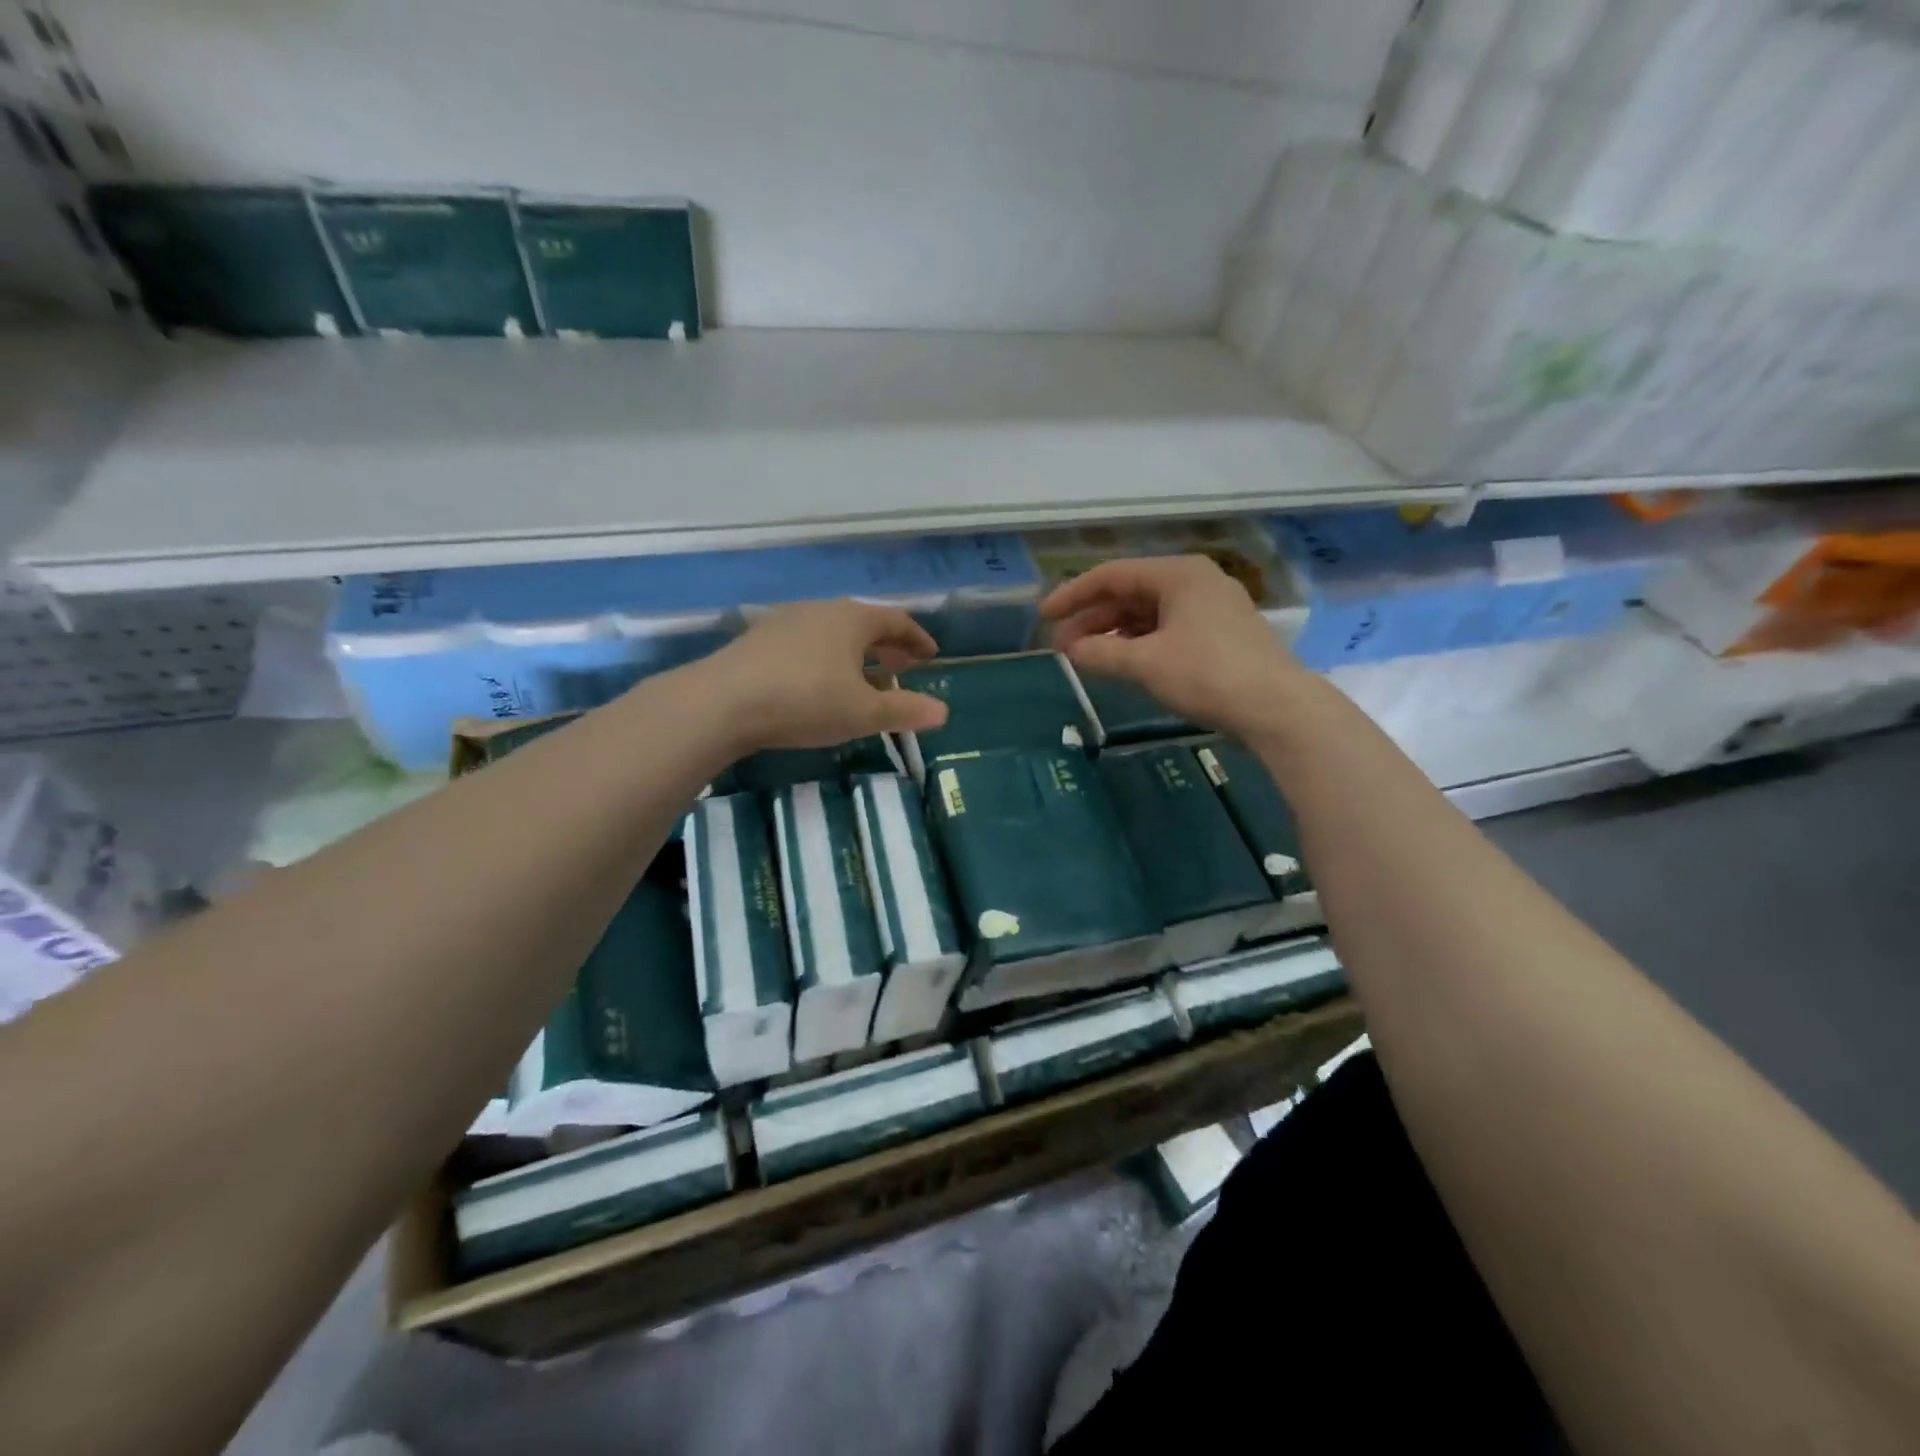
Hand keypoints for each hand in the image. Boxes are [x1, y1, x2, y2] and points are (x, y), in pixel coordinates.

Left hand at [695, 599, 949, 752]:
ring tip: (861, 676)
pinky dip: (824, 657)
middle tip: (901, 665)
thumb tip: (943, 712)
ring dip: (854, 652)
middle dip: (886, 644)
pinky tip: (817, 680)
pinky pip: (805, 642)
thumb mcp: (862, 713)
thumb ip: (904, 710)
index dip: (917, 638)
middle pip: (863, 622)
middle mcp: (821, 610)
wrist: (723, 701)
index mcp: (852, 619)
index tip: (931, 655)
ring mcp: (785, 621)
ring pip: (832, 631)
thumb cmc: (805, 701)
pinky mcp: (758, 639)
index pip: (896, 620)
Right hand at [1042, 555, 1312, 739]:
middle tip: (1061, 645)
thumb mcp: (1146, 663)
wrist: (1277, 709)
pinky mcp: (1220, 634)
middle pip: (1130, 593)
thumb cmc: (1207, 674)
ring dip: (1114, 633)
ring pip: (1148, 613)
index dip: (1073, 594)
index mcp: (1178, 574)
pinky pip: (1167, 628)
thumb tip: (1068, 650)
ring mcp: (1211, 608)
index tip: (1044, 617)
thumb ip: (1101, 654)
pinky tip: (1121, 661)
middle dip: (1092, 618)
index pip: (1112, 575)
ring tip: (1084, 656)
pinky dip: (1139, 643)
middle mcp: (1195, 581)